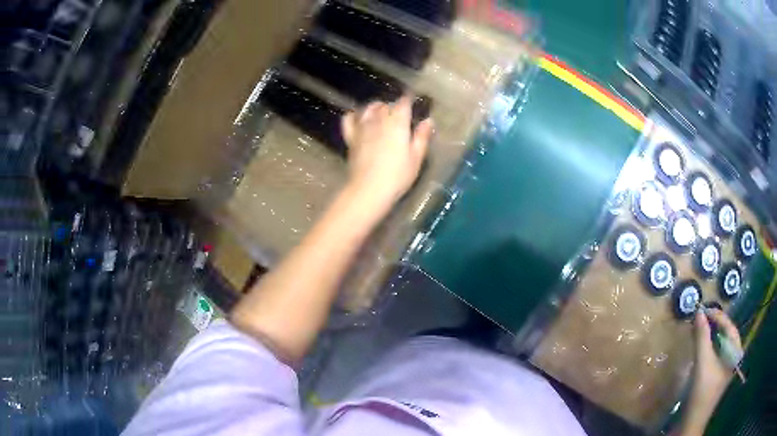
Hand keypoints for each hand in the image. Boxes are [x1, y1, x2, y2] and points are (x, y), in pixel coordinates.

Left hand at [341, 96, 432, 210]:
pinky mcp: (351, 138)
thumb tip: (429, 121)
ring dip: (375, 107)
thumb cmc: (397, 176)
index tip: (412, 100)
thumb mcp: (416, 158)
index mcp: (398, 123)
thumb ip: (422, 137)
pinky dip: (353, 115)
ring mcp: (362, 128)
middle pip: (385, 105)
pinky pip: (349, 120)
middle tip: (399, 112)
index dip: (408, 99)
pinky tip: (358, 117)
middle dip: (393, 105)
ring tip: (380, 111)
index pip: (403, 103)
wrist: (369, 189)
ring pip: (368, 109)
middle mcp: (379, 120)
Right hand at [680, 309, 742, 434]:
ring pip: (720, 343)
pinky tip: (700, 345)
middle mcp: (733, 356)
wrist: (693, 421)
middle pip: (726, 334)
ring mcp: (726, 366)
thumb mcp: (702, 363)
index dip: (717, 316)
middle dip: (714, 325)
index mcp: (735, 351)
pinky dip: (708, 346)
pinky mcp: (717, 374)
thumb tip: (699, 312)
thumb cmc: (702, 391)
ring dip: (710, 335)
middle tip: (700, 318)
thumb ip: (702, 337)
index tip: (703, 309)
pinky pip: (716, 353)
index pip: (729, 326)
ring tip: (699, 328)